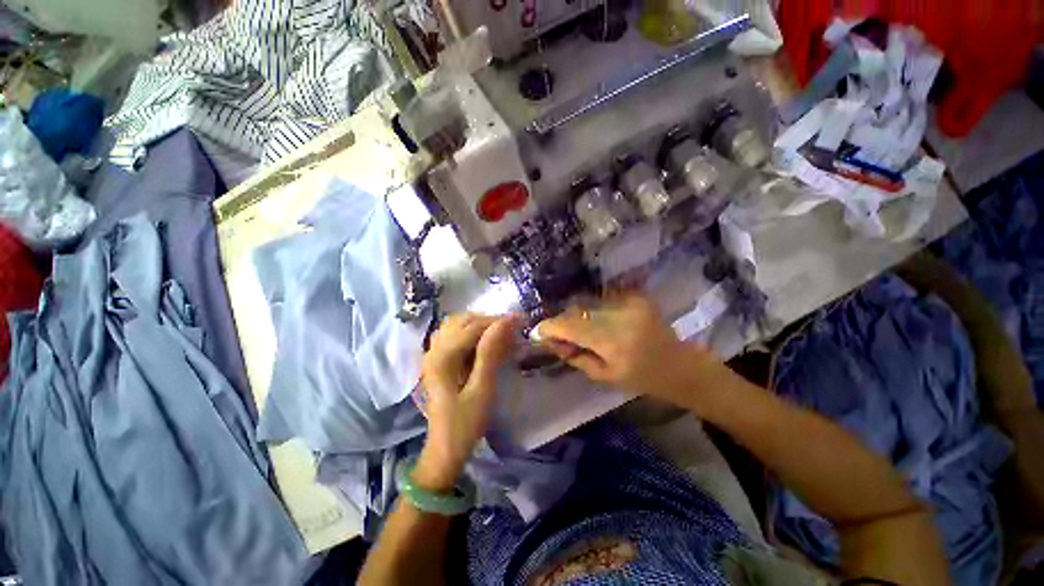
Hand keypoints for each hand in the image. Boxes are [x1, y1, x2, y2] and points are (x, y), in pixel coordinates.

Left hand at [413, 313, 518, 490]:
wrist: (445, 449)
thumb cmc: (466, 423)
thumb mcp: (482, 389)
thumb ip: (490, 353)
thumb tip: (505, 322)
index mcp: (442, 357)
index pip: (472, 327)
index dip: (497, 320)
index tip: (520, 319)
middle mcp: (433, 350)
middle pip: (462, 321)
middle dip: (489, 320)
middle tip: (512, 328)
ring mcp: (432, 354)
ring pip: (456, 325)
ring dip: (478, 323)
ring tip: (499, 332)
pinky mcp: (436, 360)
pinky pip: (453, 334)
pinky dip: (469, 331)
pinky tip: (482, 340)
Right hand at [534, 291, 722, 404]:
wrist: (680, 366)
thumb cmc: (643, 379)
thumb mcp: (605, 376)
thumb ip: (576, 357)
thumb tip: (553, 342)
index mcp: (613, 342)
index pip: (571, 327)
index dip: (551, 327)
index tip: (538, 331)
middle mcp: (620, 317)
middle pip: (577, 312)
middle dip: (563, 323)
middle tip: (559, 335)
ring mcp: (629, 303)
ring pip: (588, 305)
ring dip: (578, 316)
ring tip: (578, 330)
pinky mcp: (636, 297)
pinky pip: (603, 299)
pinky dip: (594, 309)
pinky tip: (596, 321)